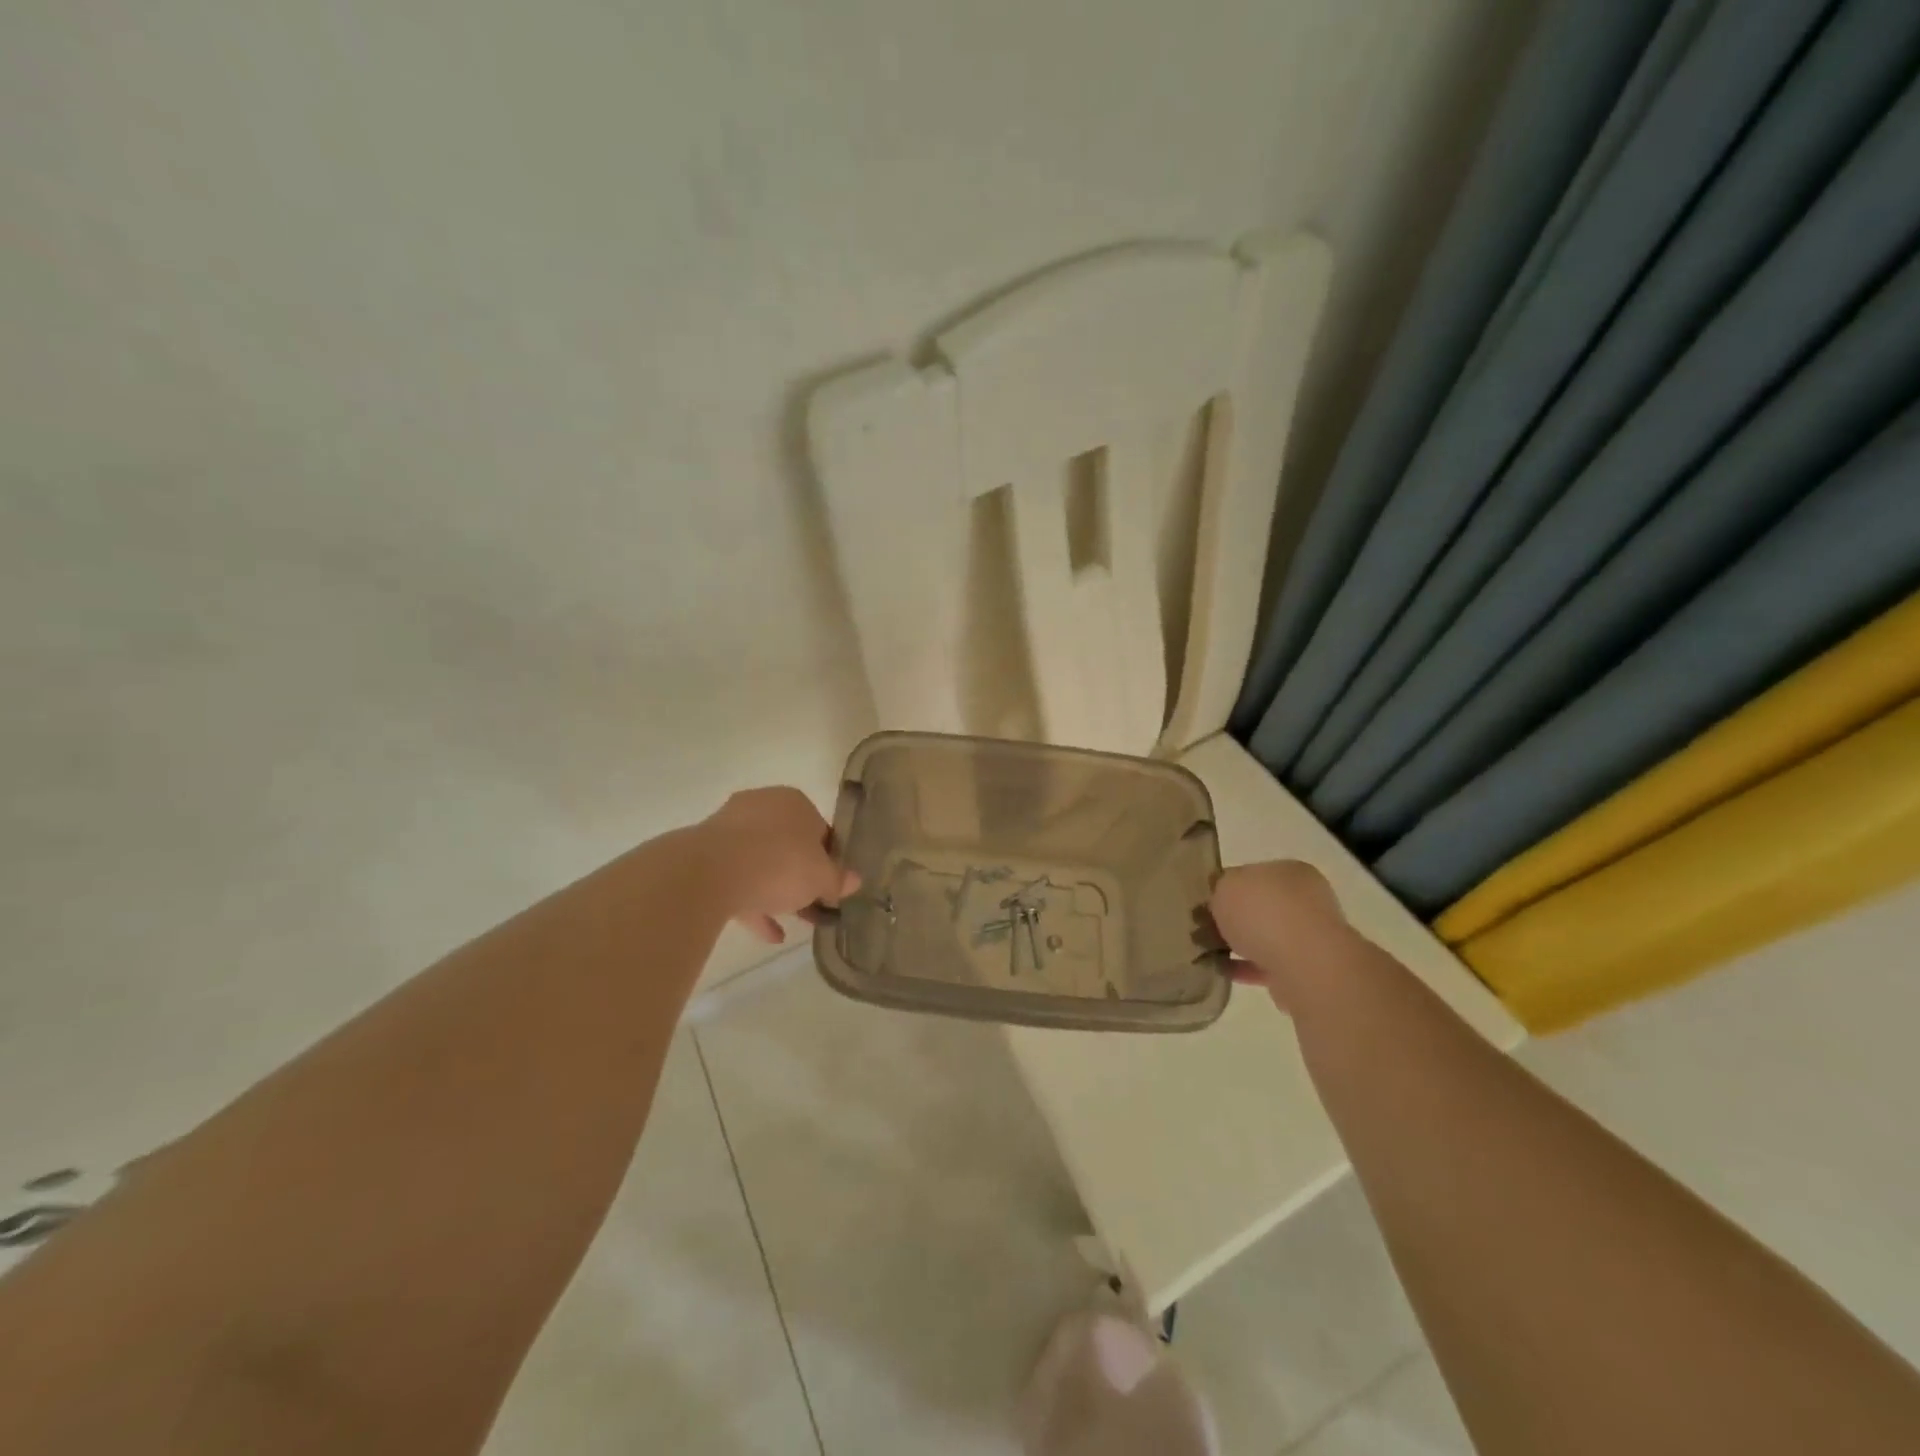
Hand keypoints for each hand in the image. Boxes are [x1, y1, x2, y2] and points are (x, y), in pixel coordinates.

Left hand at [700, 786, 859, 943]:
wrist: (711, 872)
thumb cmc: (780, 863)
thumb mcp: (821, 877)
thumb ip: (838, 880)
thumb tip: (854, 881)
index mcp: (794, 802)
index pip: (820, 830)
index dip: (830, 861)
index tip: (832, 887)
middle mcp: (762, 807)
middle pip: (789, 846)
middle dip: (801, 878)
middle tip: (813, 907)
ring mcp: (730, 829)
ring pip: (761, 863)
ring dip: (776, 893)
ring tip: (792, 926)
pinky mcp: (706, 855)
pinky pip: (737, 879)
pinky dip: (753, 903)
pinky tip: (768, 934)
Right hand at [1209, 861, 1350, 1005]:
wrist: (1304, 965)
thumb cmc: (1264, 912)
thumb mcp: (1225, 885)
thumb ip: (1219, 888)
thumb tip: (1218, 899)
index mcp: (1290, 871)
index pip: (1253, 874)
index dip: (1225, 886)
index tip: (1203, 902)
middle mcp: (1306, 899)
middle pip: (1260, 906)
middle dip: (1232, 918)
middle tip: (1202, 928)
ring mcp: (1309, 936)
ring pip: (1265, 937)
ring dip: (1239, 944)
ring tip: (1207, 953)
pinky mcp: (1307, 969)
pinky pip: (1268, 965)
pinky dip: (1246, 967)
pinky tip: (1222, 971)